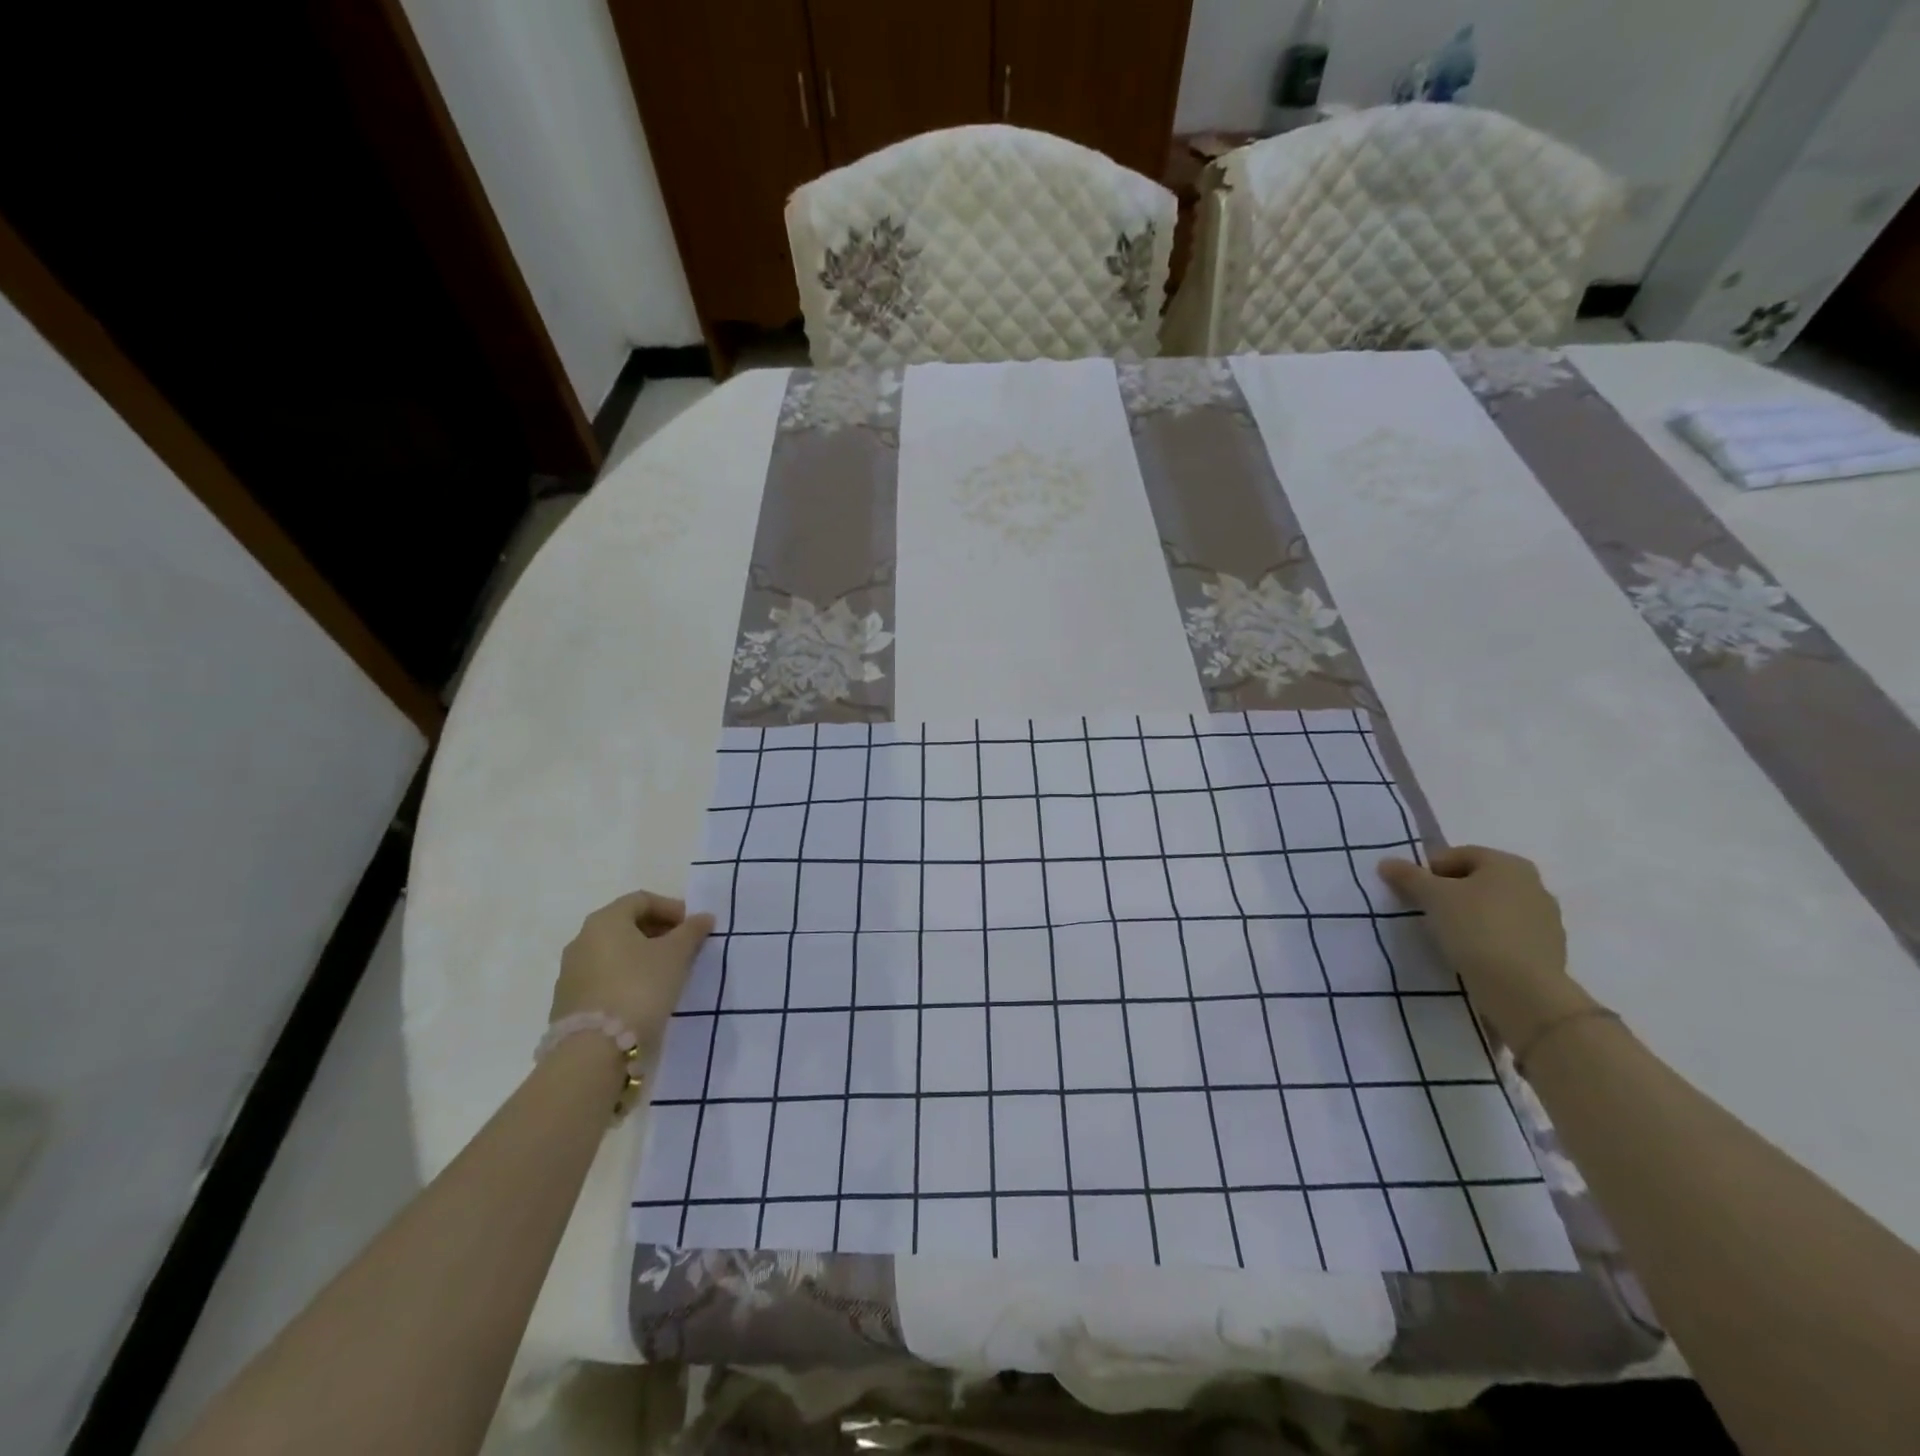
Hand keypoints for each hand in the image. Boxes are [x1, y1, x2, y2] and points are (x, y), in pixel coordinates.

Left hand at [551, 891, 713, 1054]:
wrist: (595, 1051)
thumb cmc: (640, 987)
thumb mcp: (676, 955)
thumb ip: (691, 931)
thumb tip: (703, 917)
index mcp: (605, 920)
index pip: (642, 900)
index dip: (672, 908)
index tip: (693, 927)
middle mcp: (582, 939)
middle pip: (625, 924)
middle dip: (658, 931)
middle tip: (684, 948)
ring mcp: (571, 972)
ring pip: (613, 952)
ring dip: (641, 955)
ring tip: (667, 973)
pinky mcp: (568, 1002)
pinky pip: (603, 977)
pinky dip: (625, 977)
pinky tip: (643, 995)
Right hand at [1377, 846, 1594, 1048]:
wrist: (1523, 989)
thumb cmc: (1475, 928)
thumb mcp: (1432, 897)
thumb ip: (1408, 876)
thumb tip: (1386, 862)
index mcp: (1508, 863)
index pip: (1458, 855)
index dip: (1430, 870)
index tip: (1413, 892)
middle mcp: (1533, 884)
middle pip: (1477, 881)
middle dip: (1450, 893)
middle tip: (1427, 912)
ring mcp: (1546, 919)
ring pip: (1493, 908)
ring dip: (1469, 917)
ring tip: (1447, 936)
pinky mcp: (1548, 950)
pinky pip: (1508, 934)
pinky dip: (1488, 938)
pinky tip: (1472, 954)